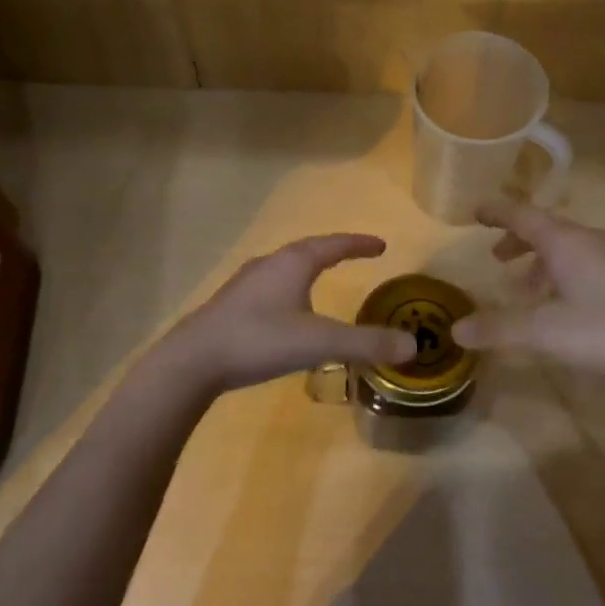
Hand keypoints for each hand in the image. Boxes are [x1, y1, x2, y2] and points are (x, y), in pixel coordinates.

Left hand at [155, 234, 416, 393]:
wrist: (192, 361)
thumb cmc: (259, 340)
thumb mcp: (319, 342)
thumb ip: (366, 344)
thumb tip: (412, 346)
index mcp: (292, 263)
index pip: (333, 245)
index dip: (358, 244)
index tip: (381, 245)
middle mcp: (269, 265)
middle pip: (307, 251)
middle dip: (333, 252)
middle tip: (355, 256)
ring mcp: (245, 284)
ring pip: (285, 268)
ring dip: (308, 269)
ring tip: (324, 280)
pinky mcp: (231, 305)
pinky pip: (271, 287)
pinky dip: (290, 289)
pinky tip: (288, 312)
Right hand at [450, 200, 604, 391]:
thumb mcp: (547, 332)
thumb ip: (500, 329)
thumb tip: (457, 329)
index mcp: (566, 242)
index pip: (522, 215)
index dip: (497, 212)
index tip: (475, 211)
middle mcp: (590, 242)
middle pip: (546, 230)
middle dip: (517, 241)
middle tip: (496, 259)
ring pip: (567, 251)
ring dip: (540, 264)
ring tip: (524, 291)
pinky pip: (585, 266)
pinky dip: (562, 277)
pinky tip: (562, 308)